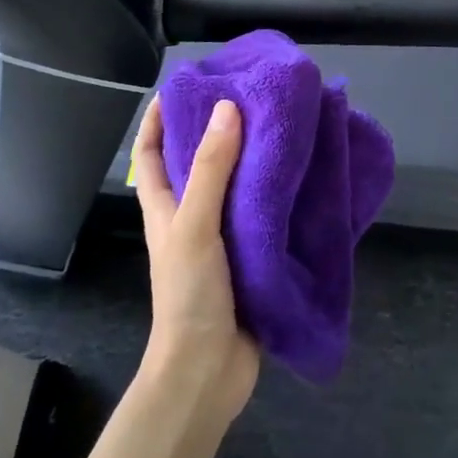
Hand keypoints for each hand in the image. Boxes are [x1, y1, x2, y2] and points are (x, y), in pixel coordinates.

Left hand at [133, 98, 260, 427]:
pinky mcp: (252, 255)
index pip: (152, 152)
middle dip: (218, 130)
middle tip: (251, 97)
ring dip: (254, 159)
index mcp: (166, 207)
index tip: (184, 86)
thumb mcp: (195, 225)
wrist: (209, 371)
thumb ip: (212, 170)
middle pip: (199, 162)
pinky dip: (278, 192)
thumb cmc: (190, 294)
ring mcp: (222, 238)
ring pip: (236, 186)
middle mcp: (192, 216)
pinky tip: (305, 176)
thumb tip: (227, 109)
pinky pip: (264, 213)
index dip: (159, 118)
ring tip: (284, 126)